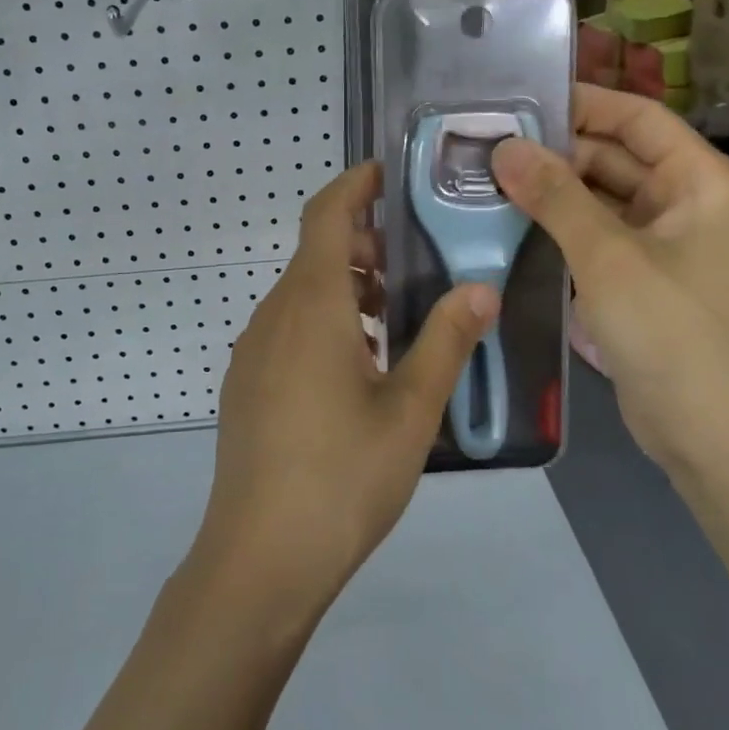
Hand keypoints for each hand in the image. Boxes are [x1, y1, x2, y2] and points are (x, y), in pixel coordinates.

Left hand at [197, 162, 498, 613]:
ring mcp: (253, 349)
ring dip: (347, 286)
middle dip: (363, 243)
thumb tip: (482, 288)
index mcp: (311, 304)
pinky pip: (289, 326)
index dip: (354, 184)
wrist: (259, 557)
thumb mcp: (411, 409)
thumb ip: (447, 341)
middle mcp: (274, 314)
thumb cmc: (342, 476)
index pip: (326, 214)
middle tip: (416, 260)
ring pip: (302, 292)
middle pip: (315, 252)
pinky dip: (326, 319)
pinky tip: (360, 365)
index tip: (388, 172)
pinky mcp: (247, 382)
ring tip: (398, 315)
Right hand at [491, 85, 728, 468]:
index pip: (639, 118)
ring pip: (602, 197)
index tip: (521, 101)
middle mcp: (689, 203)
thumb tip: (504, 148)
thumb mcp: (607, 255)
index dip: (583, 104)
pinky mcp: (644, 278)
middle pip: (617, 156)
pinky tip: (512, 222)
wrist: (712, 433)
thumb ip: (555, 196)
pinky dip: (561, 226)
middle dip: (556, 151)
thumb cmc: (672, 330)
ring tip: (488, 179)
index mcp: (702, 181)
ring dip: (553, 190)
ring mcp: (667, 243)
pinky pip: (598, 234)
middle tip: (488, 146)